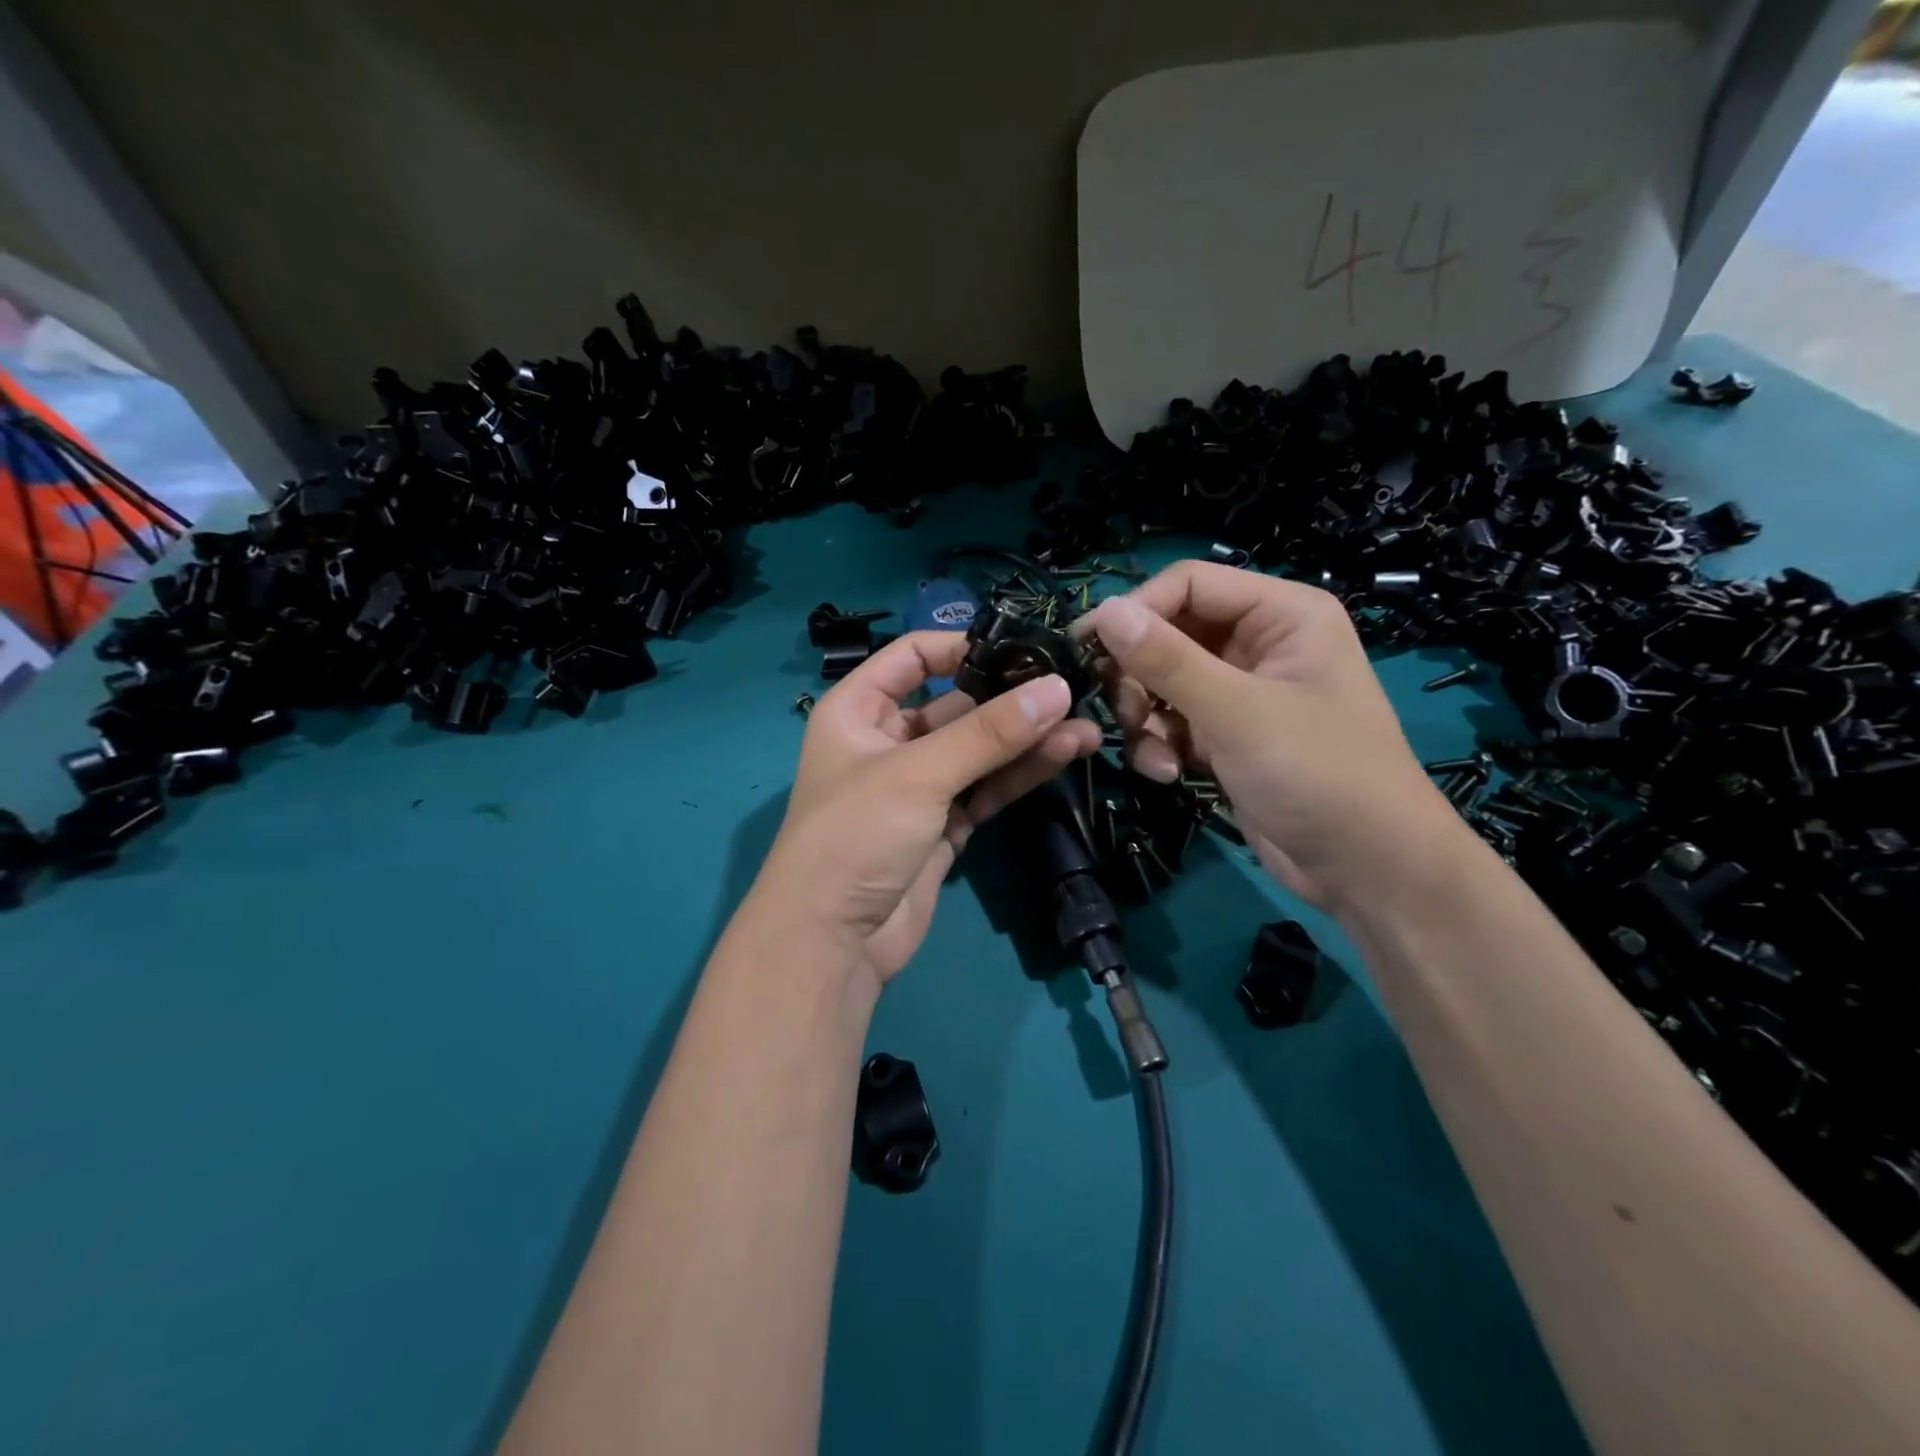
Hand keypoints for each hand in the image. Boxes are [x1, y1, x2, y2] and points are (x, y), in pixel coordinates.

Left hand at [748, 631, 1101, 987]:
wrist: (833, 942)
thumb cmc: (857, 834)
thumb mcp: (919, 773)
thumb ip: (989, 732)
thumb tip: (1058, 688)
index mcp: (858, 710)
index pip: (912, 657)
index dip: (962, 647)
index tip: (1020, 650)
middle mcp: (887, 741)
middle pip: (955, 706)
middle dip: (1010, 700)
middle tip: (1072, 691)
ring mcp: (918, 786)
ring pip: (978, 751)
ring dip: (1026, 740)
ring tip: (1086, 727)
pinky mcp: (943, 826)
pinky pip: (985, 789)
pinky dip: (1019, 775)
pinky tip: (1064, 756)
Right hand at [1080, 561, 1460, 911]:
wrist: (1367, 869)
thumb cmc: (1317, 774)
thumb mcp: (1237, 713)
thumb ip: (1167, 660)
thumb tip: (1103, 611)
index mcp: (1281, 614)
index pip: (1188, 584)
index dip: (1137, 611)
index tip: (1087, 648)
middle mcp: (1260, 642)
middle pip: (1169, 633)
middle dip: (1139, 675)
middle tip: (1123, 712)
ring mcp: (1241, 691)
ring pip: (1162, 681)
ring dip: (1145, 717)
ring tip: (1154, 755)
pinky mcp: (1226, 734)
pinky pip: (1172, 720)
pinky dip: (1161, 744)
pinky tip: (1170, 774)